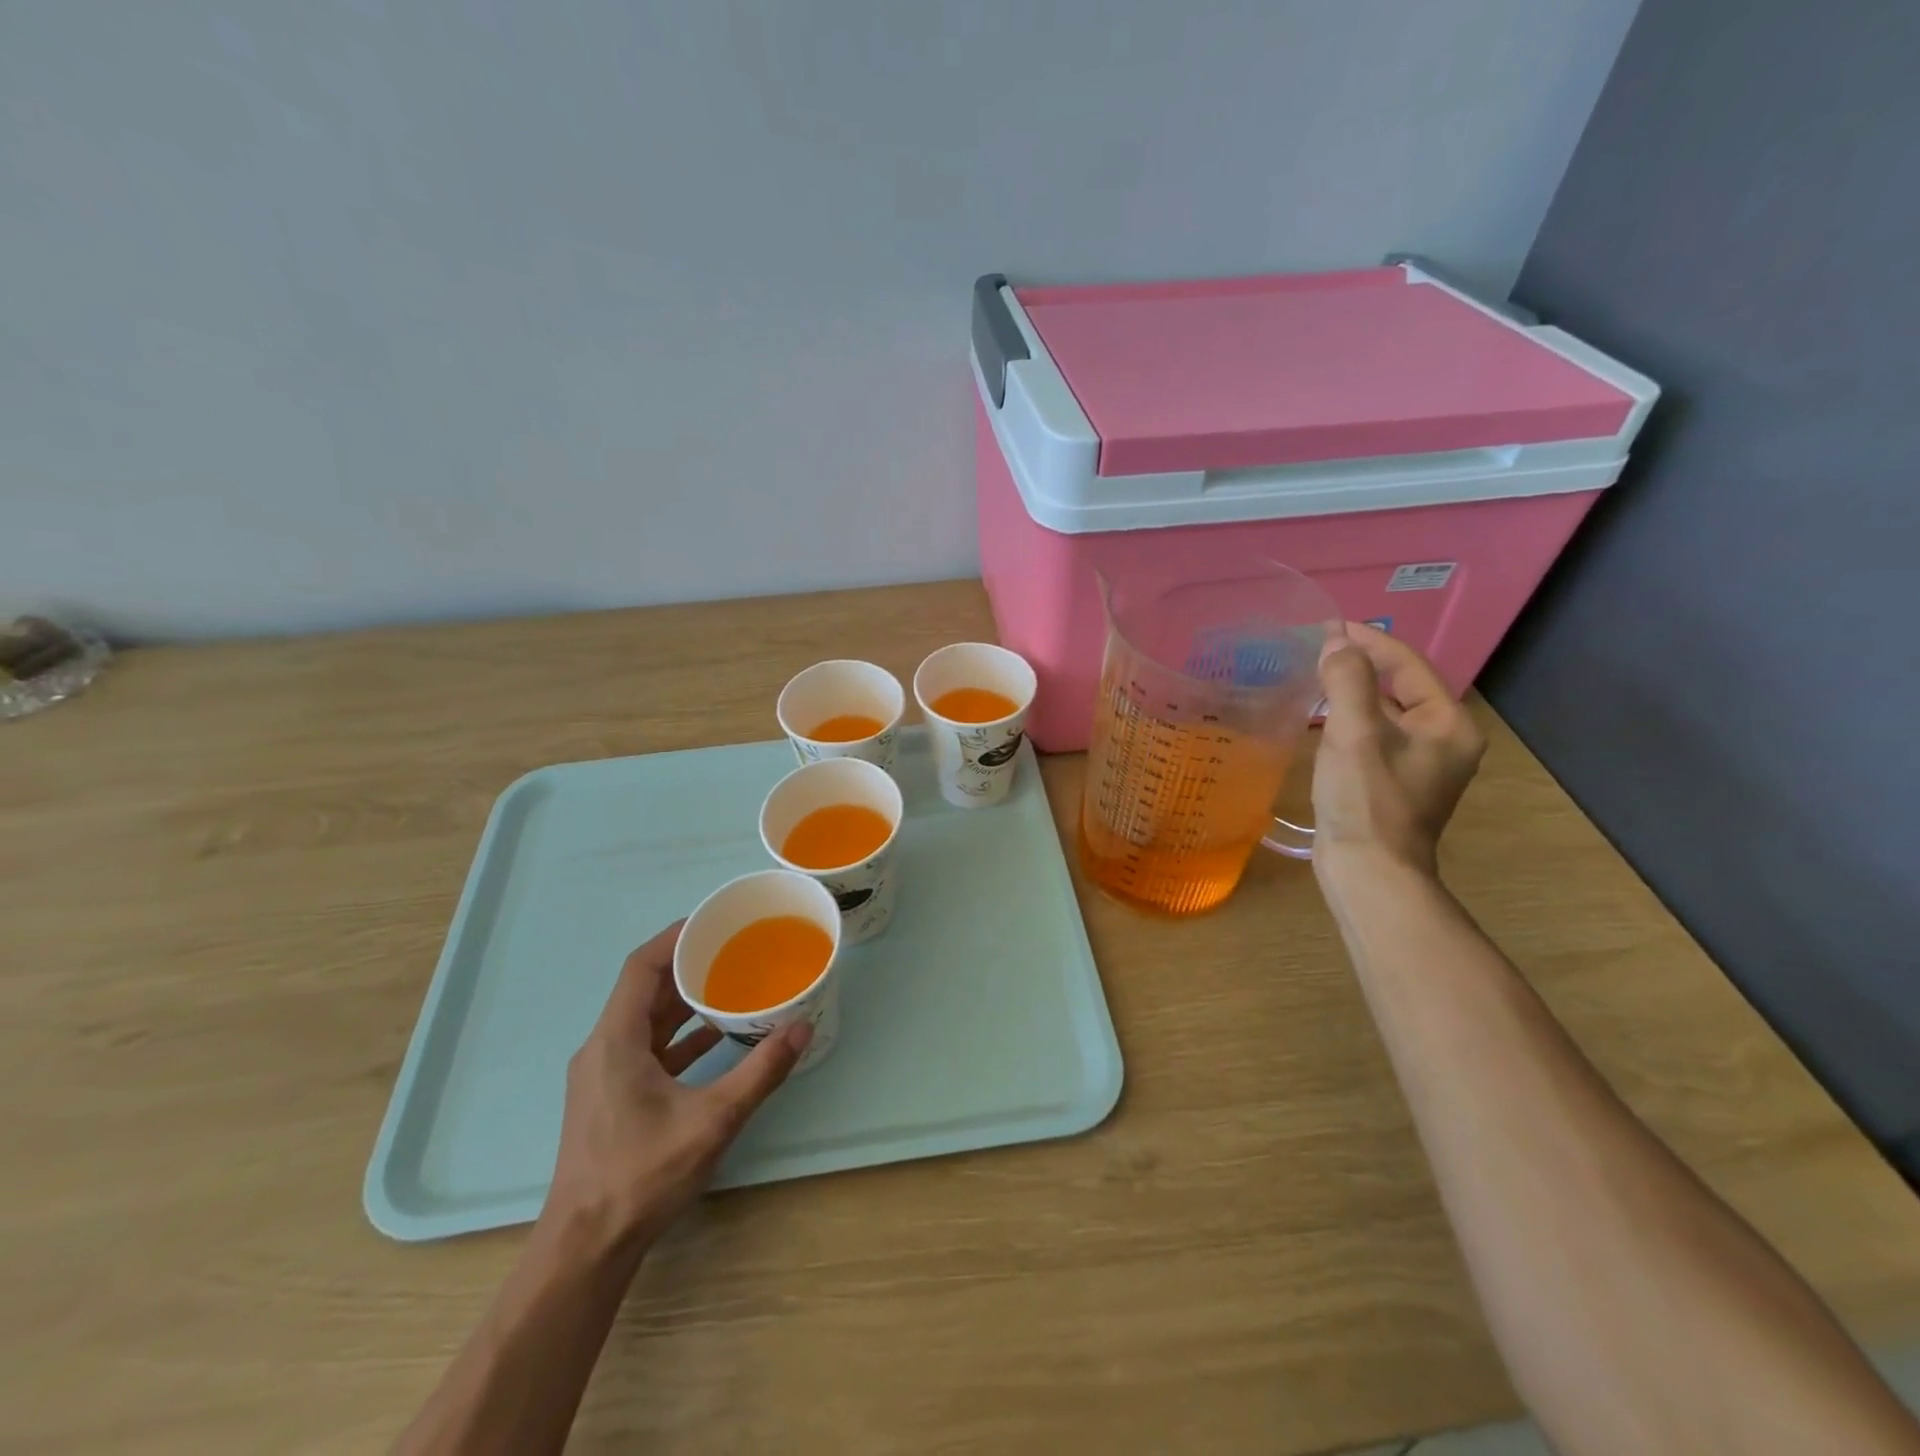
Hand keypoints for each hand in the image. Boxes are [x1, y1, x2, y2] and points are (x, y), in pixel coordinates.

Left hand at [542, 922, 809, 1259]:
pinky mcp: (611, 1097)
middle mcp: (603, 1048)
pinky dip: (679, 1035)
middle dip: (687, 965)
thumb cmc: (643, 1175)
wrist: (587, 1248)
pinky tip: (715, 1038)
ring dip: (684, 1001)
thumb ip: (760, 1072)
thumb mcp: (712, 1120)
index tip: (713, 921)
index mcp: (615, 1041)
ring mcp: (604, 1075)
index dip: (675, 937)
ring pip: (645, 1020)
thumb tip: (801, 1028)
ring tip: (730, 984)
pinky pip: (647, 1048)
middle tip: (733, 948)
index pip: (641, 967)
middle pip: (644, 989)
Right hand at [1312, 622, 1485, 881]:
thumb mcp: (1354, 732)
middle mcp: (1445, 740)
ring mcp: (1422, 764)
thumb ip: (1347, 680)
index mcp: (1448, 724)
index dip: (1370, 641)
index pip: (1409, 665)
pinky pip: (1376, 735)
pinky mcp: (1397, 782)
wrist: (1368, 871)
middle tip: (1321, 648)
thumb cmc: (1366, 799)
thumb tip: (1336, 642)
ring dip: (1354, 691)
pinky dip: (1351, 719)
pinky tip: (1323, 718)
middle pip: (1402, 686)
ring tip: (1317, 675)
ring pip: (1387, 712)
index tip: (1330, 625)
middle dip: (1362, 664)